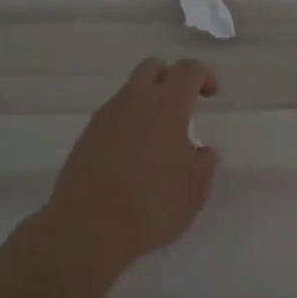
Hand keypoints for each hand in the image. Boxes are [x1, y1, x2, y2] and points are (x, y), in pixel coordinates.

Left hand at [41, 58, 220, 275]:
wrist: (89, 229)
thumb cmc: (152, 207)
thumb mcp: (195, 190)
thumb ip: (204, 163)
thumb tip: (200, 151)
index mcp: (166, 106)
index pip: (188, 70)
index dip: (204, 76)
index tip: (211, 95)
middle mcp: (133, 102)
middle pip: (152, 68)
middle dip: (171, 79)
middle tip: (183, 106)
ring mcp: (105, 117)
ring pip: (130, 92)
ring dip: (147, 103)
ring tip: (157, 139)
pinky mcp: (85, 137)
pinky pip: (112, 116)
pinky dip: (127, 123)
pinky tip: (132, 155)